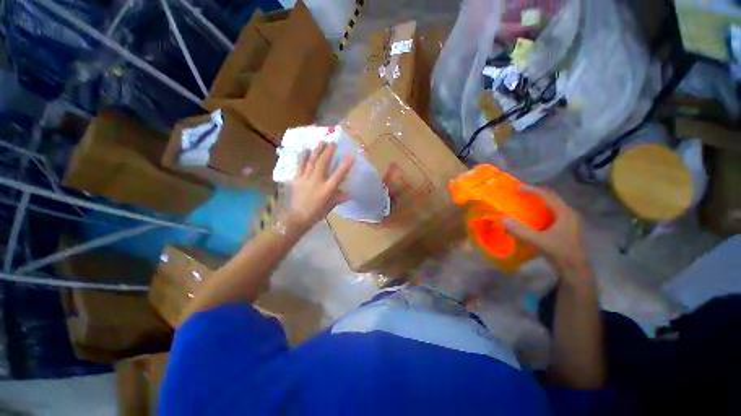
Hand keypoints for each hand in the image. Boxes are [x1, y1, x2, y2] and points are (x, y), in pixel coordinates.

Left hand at [285, 142, 353, 230]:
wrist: (298, 217)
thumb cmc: (317, 212)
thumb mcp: (331, 206)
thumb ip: (340, 198)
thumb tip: (350, 193)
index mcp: (327, 190)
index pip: (338, 175)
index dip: (345, 165)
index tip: (351, 156)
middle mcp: (317, 181)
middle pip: (323, 163)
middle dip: (328, 151)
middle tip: (333, 143)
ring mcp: (306, 178)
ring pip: (312, 161)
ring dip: (317, 150)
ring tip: (321, 141)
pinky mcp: (297, 178)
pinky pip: (300, 165)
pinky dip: (303, 156)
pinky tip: (306, 149)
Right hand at [502, 186, 591, 279]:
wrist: (575, 270)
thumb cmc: (560, 253)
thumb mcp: (539, 241)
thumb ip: (520, 230)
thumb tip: (502, 218)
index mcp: (564, 213)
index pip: (547, 195)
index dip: (532, 190)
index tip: (517, 188)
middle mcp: (569, 213)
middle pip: (552, 198)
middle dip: (536, 193)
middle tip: (521, 193)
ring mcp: (569, 221)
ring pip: (553, 205)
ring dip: (539, 201)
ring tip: (526, 202)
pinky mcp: (567, 228)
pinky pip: (553, 213)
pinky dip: (542, 210)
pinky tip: (535, 217)